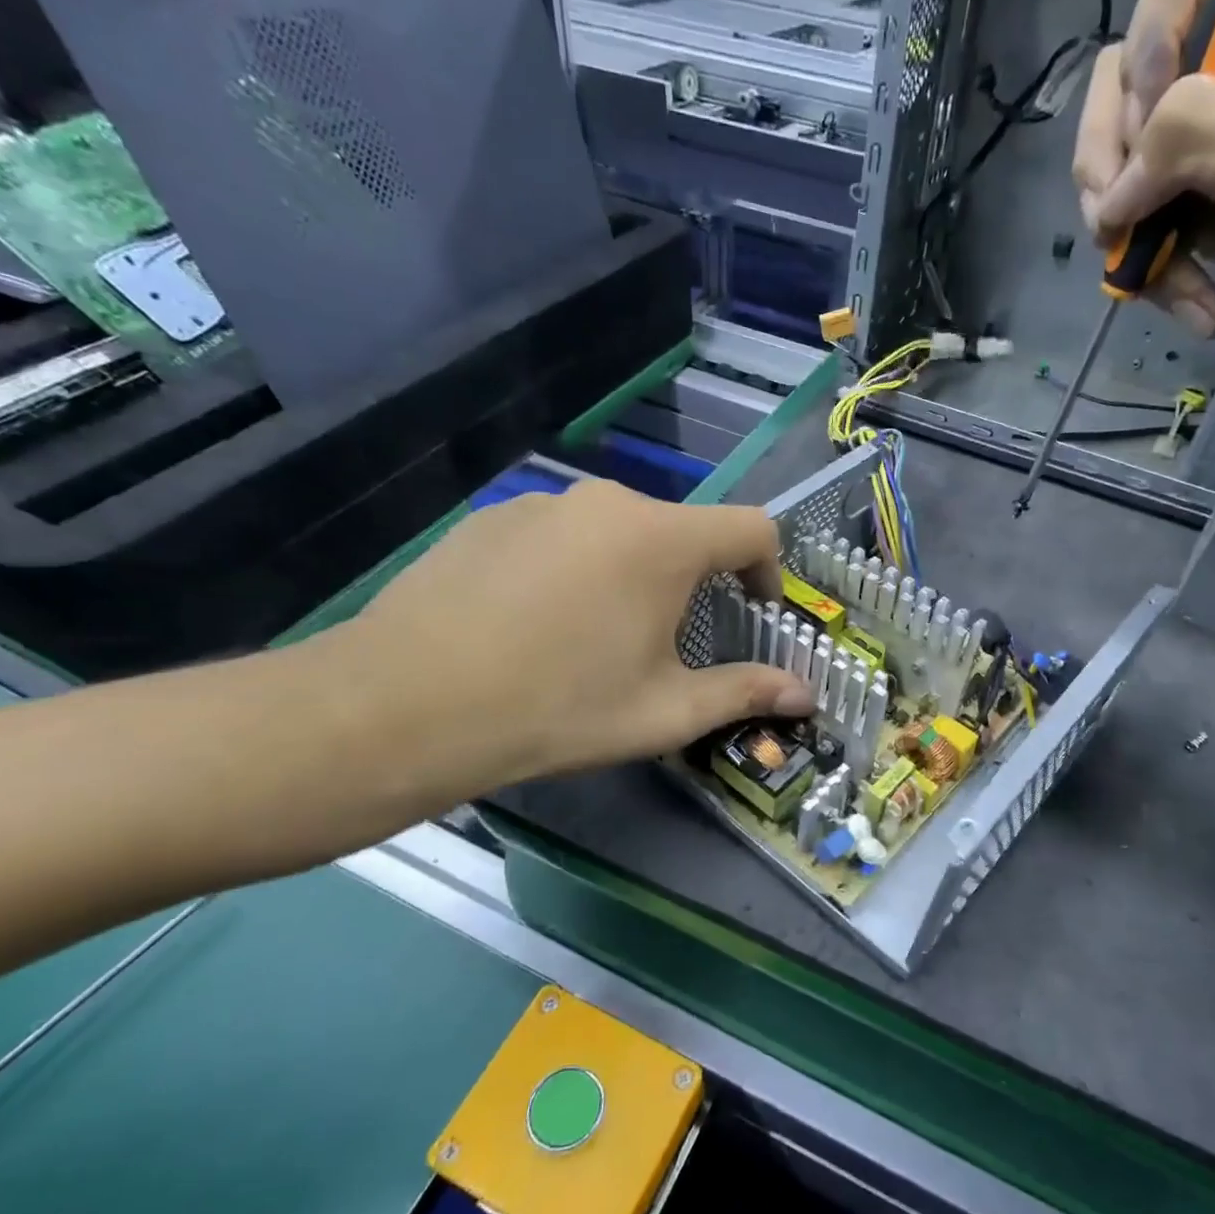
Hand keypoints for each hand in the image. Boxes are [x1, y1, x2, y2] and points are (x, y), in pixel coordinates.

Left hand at [326, 479, 813, 800]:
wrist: (407, 705)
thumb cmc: (558, 709)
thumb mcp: (664, 712)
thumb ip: (745, 693)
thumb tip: (807, 696)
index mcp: (663, 540)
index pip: (752, 527)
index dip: (768, 569)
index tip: (752, 613)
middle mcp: (609, 502)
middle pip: (681, 531)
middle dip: (692, 582)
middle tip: (664, 644)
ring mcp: (544, 503)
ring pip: (617, 532)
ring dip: (630, 575)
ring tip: (592, 638)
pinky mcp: (493, 517)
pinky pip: (561, 536)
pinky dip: (573, 569)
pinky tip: (533, 625)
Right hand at [1072, 0, 1214, 392]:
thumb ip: (1203, 133)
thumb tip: (1115, 183)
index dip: (1153, 35)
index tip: (1157, 120)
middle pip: (1131, 75)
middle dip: (1113, 154)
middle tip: (1119, 216)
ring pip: (1125, 162)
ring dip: (1125, 229)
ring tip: (1157, 281)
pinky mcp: (1207, 212)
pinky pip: (1143, 224)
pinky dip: (1152, 270)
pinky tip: (1191, 306)